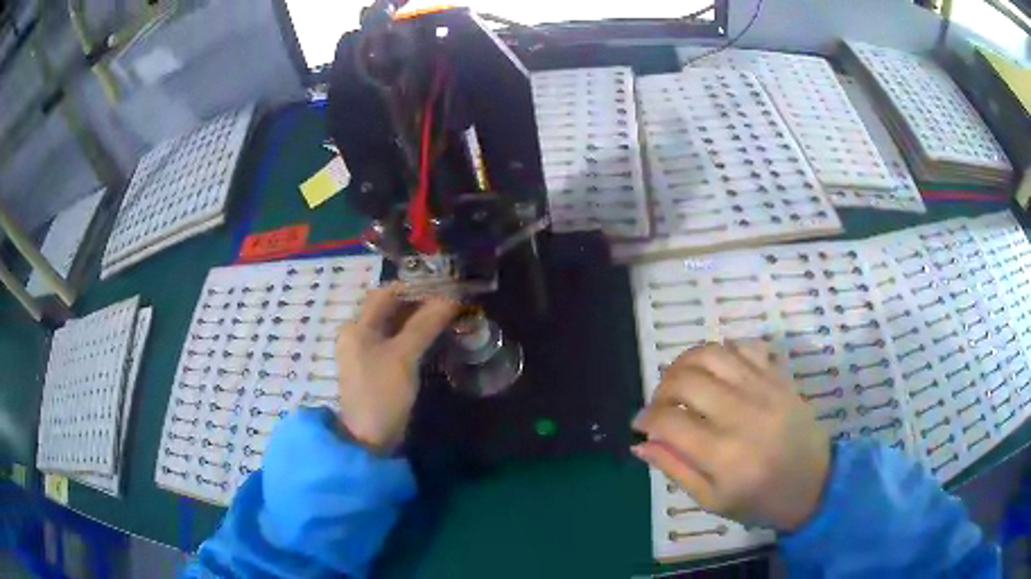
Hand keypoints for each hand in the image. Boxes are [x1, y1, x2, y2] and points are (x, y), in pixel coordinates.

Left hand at [335, 285, 458, 453]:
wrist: (370, 440)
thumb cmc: (382, 393)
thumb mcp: (404, 356)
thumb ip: (426, 324)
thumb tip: (451, 298)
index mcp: (357, 327)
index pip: (386, 294)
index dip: (415, 287)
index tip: (445, 287)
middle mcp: (357, 335)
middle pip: (390, 310)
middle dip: (420, 304)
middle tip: (452, 303)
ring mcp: (366, 354)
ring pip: (395, 328)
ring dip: (419, 321)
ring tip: (449, 318)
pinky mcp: (377, 370)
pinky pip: (397, 345)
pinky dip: (415, 338)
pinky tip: (436, 339)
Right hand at [632, 342, 829, 530]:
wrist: (815, 484)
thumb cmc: (761, 501)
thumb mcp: (713, 500)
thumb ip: (676, 469)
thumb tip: (641, 443)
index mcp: (723, 455)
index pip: (669, 422)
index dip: (645, 418)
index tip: (639, 423)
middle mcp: (742, 414)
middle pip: (686, 380)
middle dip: (661, 389)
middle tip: (660, 404)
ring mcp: (764, 390)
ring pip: (712, 354)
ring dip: (686, 362)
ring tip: (681, 380)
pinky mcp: (779, 378)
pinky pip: (746, 347)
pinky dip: (724, 351)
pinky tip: (717, 370)